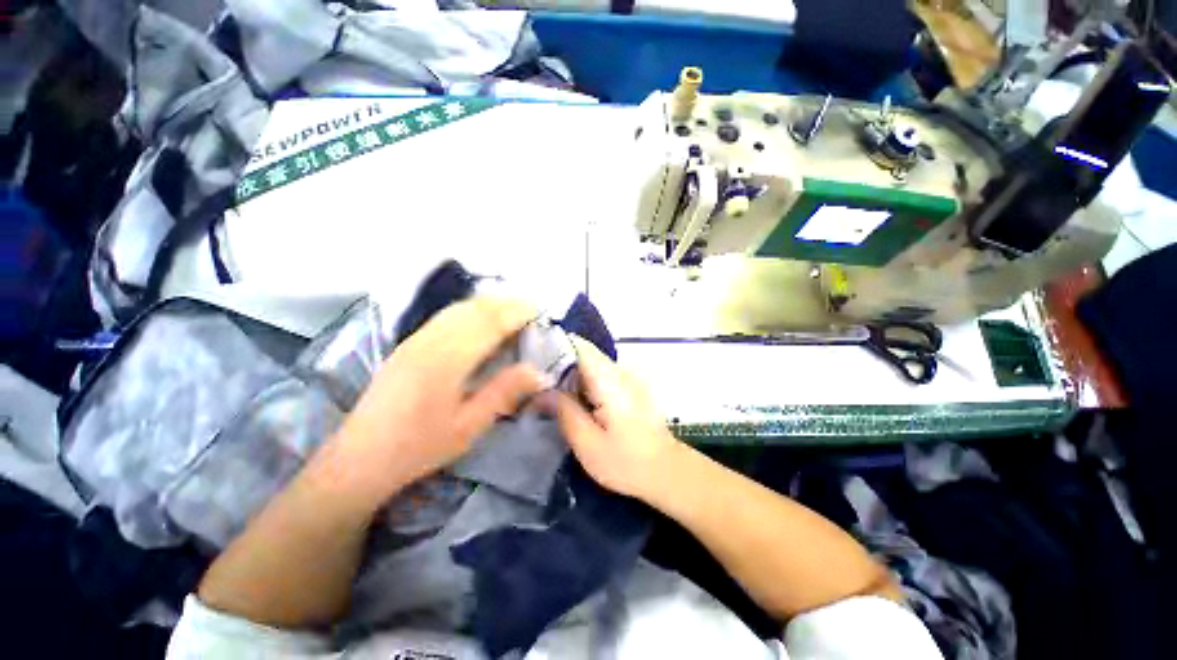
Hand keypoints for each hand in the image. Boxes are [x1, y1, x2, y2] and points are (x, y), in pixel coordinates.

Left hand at [323, 298, 545, 504]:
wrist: (358, 459)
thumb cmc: (418, 447)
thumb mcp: (468, 427)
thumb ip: (503, 393)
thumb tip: (538, 370)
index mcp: (446, 361)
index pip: (489, 324)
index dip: (516, 313)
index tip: (539, 311)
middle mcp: (430, 341)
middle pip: (473, 309)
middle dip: (505, 303)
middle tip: (531, 308)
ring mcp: (415, 339)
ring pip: (458, 308)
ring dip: (488, 303)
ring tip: (512, 309)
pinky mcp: (408, 344)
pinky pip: (445, 316)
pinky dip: (470, 310)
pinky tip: (480, 319)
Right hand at [547, 335, 681, 500]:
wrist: (667, 472)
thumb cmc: (627, 462)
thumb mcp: (588, 444)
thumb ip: (564, 412)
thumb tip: (541, 391)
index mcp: (609, 380)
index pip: (579, 346)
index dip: (553, 346)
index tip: (530, 357)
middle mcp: (620, 371)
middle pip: (583, 353)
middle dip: (557, 363)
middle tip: (531, 380)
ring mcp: (626, 377)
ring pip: (590, 364)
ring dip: (569, 374)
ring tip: (545, 389)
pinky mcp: (629, 387)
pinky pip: (599, 375)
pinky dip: (582, 382)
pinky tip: (570, 398)